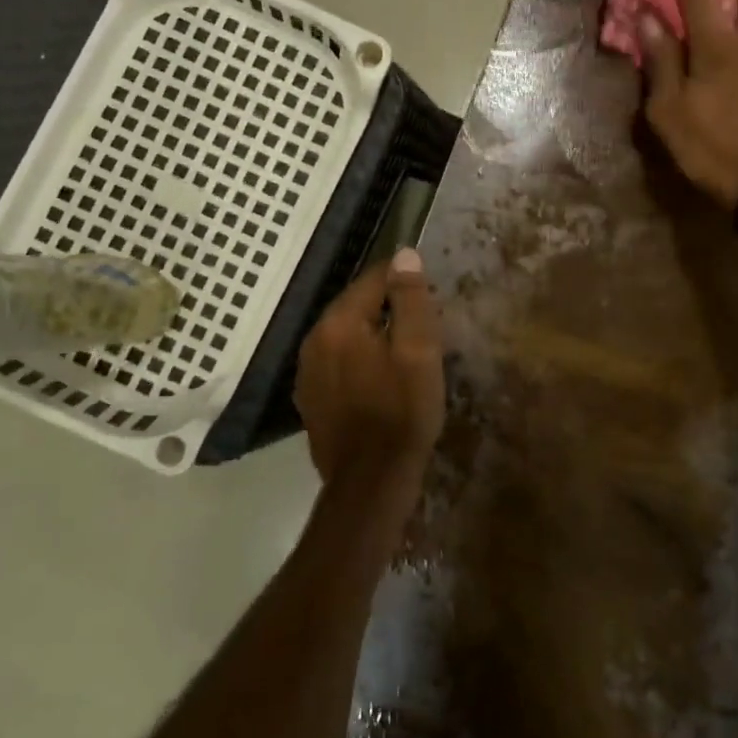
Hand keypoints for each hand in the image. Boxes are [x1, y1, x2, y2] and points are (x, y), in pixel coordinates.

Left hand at [294, 249, 444, 484]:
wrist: (371, 483)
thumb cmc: (403, 412)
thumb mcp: (419, 351)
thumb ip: (410, 299)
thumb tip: (404, 255)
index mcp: (339, 322)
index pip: (373, 278)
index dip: (405, 282)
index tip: (430, 298)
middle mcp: (314, 338)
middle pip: (356, 305)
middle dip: (388, 309)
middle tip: (422, 329)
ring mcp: (307, 370)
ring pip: (345, 334)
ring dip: (372, 335)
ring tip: (404, 354)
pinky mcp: (310, 397)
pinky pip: (337, 361)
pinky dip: (358, 360)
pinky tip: (379, 381)